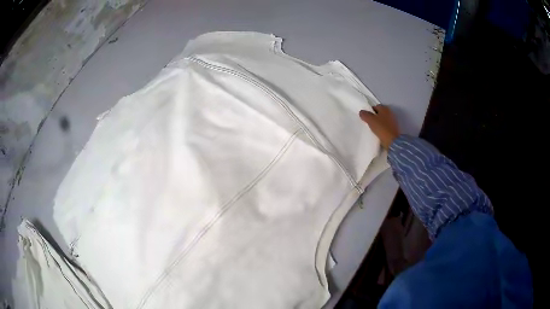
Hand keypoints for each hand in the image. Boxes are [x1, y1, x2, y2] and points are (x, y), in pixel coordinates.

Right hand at [359, 105, 399, 149]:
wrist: (393, 141)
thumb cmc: (381, 128)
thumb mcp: (370, 120)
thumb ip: (365, 115)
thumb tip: (361, 112)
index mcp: (385, 108)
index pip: (375, 107)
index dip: (370, 111)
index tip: (366, 117)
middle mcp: (390, 112)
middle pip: (379, 113)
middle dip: (374, 117)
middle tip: (368, 123)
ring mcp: (393, 121)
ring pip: (383, 120)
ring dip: (378, 123)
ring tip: (373, 128)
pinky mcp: (394, 129)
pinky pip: (386, 126)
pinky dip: (382, 128)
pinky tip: (379, 133)